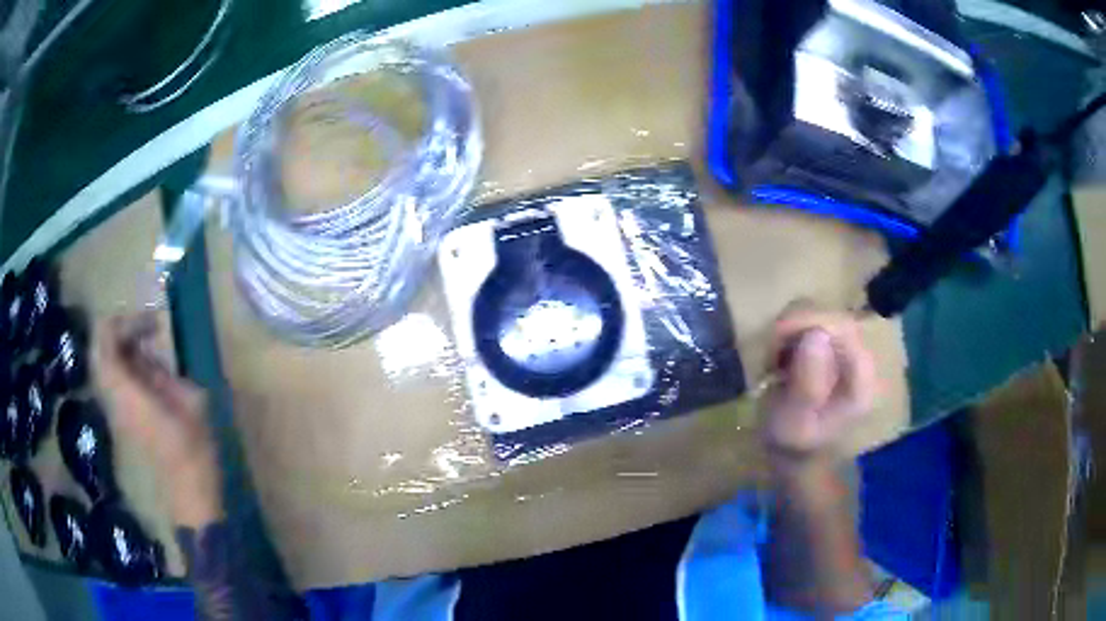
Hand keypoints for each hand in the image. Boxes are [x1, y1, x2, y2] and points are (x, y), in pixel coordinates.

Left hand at [94, 312, 221, 526]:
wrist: (189, 491)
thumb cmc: (193, 446)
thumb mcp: (188, 398)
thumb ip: (163, 369)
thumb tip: (151, 351)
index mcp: (126, 390)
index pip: (105, 339)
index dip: (125, 321)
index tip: (153, 324)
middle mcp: (113, 396)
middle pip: (101, 348)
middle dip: (122, 330)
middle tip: (149, 329)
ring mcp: (115, 407)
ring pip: (106, 362)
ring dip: (125, 346)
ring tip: (152, 344)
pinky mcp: (122, 416)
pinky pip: (115, 378)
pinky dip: (128, 363)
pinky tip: (151, 368)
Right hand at [764, 309, 875, 463]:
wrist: (799, 458)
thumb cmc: (794, 446)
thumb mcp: (794, 424)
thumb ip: (807, 385)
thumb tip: (816, 334)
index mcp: (860, 379)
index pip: (843, 327)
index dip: (810, 320)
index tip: (776, 334)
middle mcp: (861, 358)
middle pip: (833, 316)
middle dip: (797, 325)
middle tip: (771, 350)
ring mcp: (849, 352)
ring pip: (822, 315)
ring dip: (792, 329)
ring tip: (774, 358)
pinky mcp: (835, 350)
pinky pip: (813, 324)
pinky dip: (792, 333)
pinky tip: (781, 357)